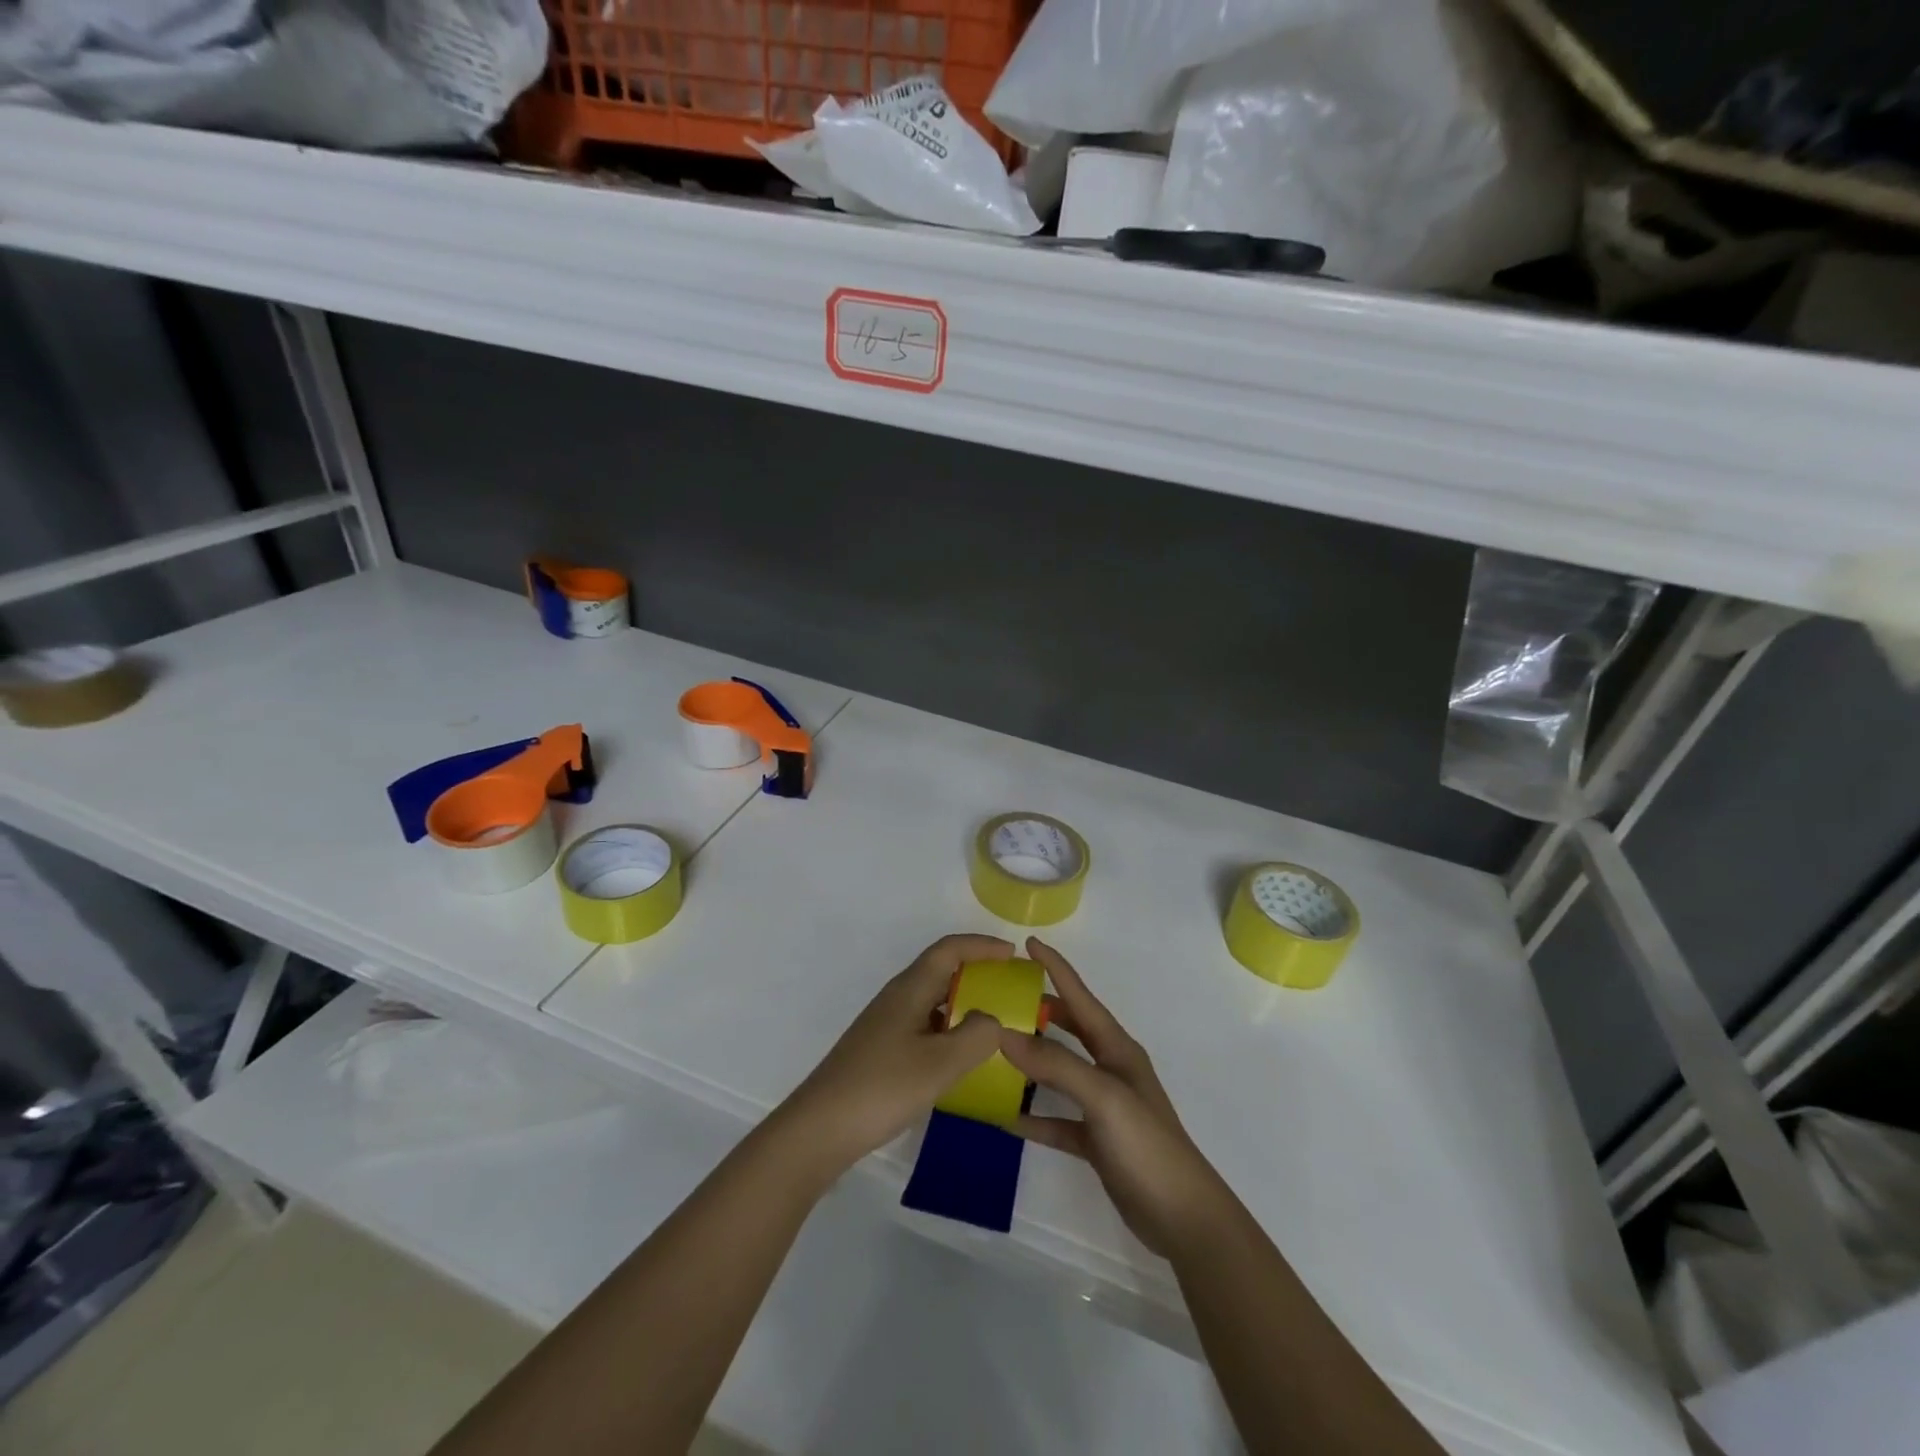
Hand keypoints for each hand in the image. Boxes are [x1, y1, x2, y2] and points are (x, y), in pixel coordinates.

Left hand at [779, 933, 1012, 1177]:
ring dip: (963, 1005)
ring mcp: (886, 1025)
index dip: (982, 945)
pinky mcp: (881, 1051)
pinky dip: (948, 1032)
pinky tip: (961, 1060)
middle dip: (977, 973)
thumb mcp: (940, 1063)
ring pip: (933, 1001)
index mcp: (910, 989)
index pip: (949, 949)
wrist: (820, 1129)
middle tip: (1010, 990)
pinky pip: (924, 1027)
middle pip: (941, 971)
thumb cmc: (882, 1087)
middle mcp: (897, 998)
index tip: (1013, 954)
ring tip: (994, 1026)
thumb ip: (976, 1036)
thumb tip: (992, 1019)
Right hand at [1000, 938, 1234, 1258]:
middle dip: (1041, 1009)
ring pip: (1061, 1072)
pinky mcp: (1097, 1141)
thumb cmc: (1146, 1145)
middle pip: (1071, 1029)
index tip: (1029, 942)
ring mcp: (1104, 1107)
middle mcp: (1111, 1070)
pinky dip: (1034, 1115)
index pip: (1081, 997)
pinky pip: (1058, 1119)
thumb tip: (1004, 1034)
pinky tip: (1006, 1117)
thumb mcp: (1103, 1097)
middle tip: (1002, 998)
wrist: (1183, 1218)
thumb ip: (1056, 1064)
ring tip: (995, 1050)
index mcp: (1117, 1049)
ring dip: (1032, 1061)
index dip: (1057, 968)